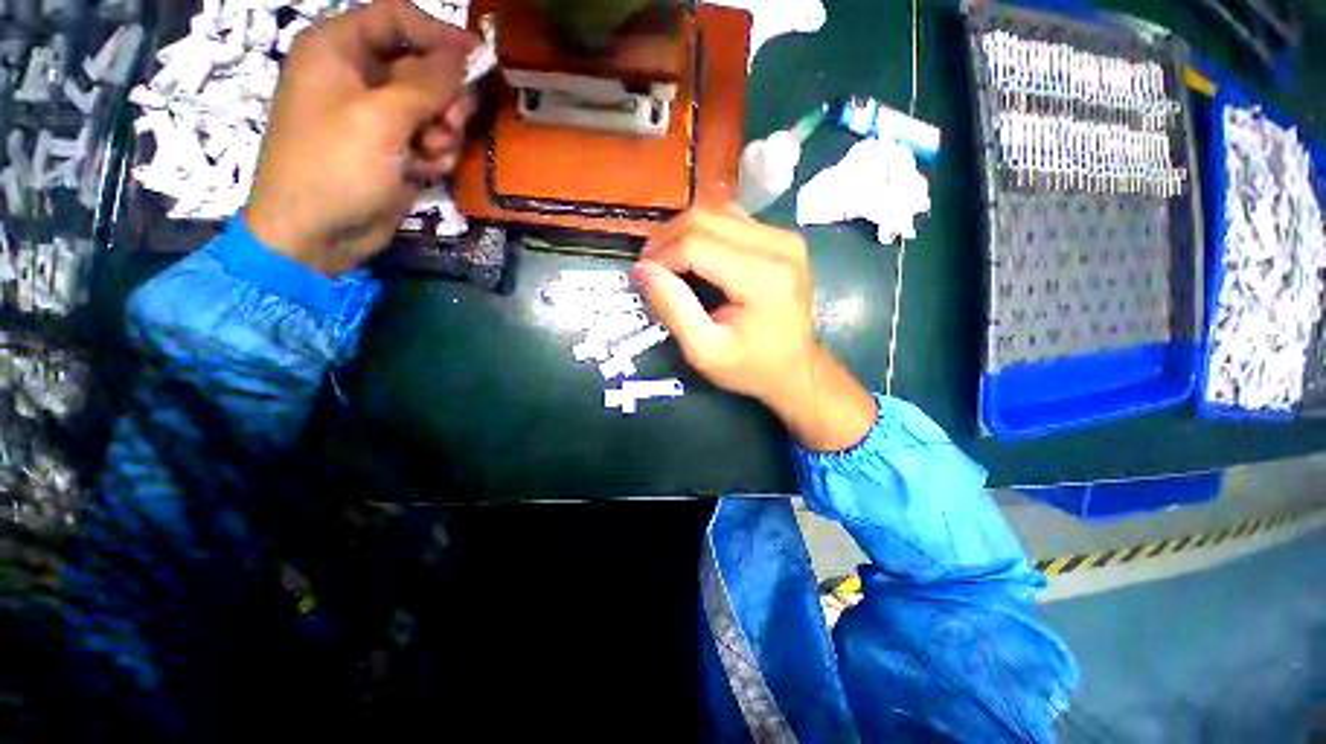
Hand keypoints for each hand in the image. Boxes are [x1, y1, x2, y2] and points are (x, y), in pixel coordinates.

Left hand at [245, 0, 477, 276]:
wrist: (318, 233)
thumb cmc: (335, 167)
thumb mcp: (381, 118)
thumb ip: (427, 83)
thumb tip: (465, 55)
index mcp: (339, 49)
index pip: (399, 18)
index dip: (440, 34)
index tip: (478, 58)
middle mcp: (359, 75)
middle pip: (423, 66)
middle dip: (443, 97)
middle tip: (448, 124)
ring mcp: (379, 116)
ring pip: (434, 107)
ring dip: (442, 131)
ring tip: (429, 153)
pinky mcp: (395, 149)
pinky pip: (431, 139)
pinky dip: (435, 155)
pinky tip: (423, 171)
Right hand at [634, 208, 876, 451]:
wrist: (798, 369)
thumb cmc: (751, 368)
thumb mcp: (704, 352)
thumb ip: (673, 309)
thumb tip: (643, 269)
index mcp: (762, 278)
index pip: (696, 244)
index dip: (661, 254)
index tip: (641, 274)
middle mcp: (779, 246)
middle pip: (706, 218)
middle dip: (668, 238)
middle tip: (649, 265)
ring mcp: (784, 238)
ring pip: (717, 212)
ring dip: (684, 231)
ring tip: (667, 258)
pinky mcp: (783, 238)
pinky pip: (733, 219)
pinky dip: (705, 231)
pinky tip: (693, 253)